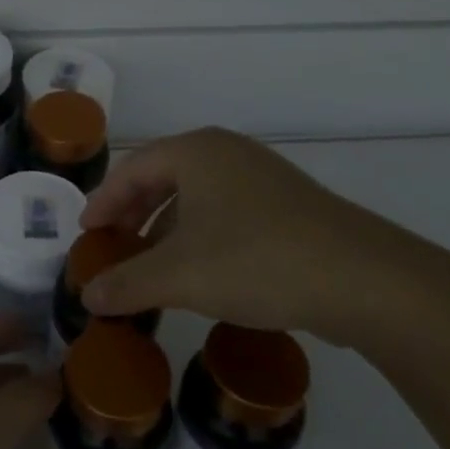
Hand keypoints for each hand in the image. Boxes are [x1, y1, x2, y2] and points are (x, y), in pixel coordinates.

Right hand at [78, 126, 446, 346]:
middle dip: (134, 213)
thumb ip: (127, 283)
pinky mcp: (288, 206)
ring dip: (167, 229)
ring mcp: (262, 177)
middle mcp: (228, 153)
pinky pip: (226, 213)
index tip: (86, 233)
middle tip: (113, 245)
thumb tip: (86, 296)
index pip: (133, 168)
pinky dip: (201, 237)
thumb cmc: (256, 260)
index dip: (104, 200)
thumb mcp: (180, 276)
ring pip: (197, 197)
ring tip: (151, 265)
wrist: (363, 279)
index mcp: (197, 152)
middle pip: (164, 177)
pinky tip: (200, 273)